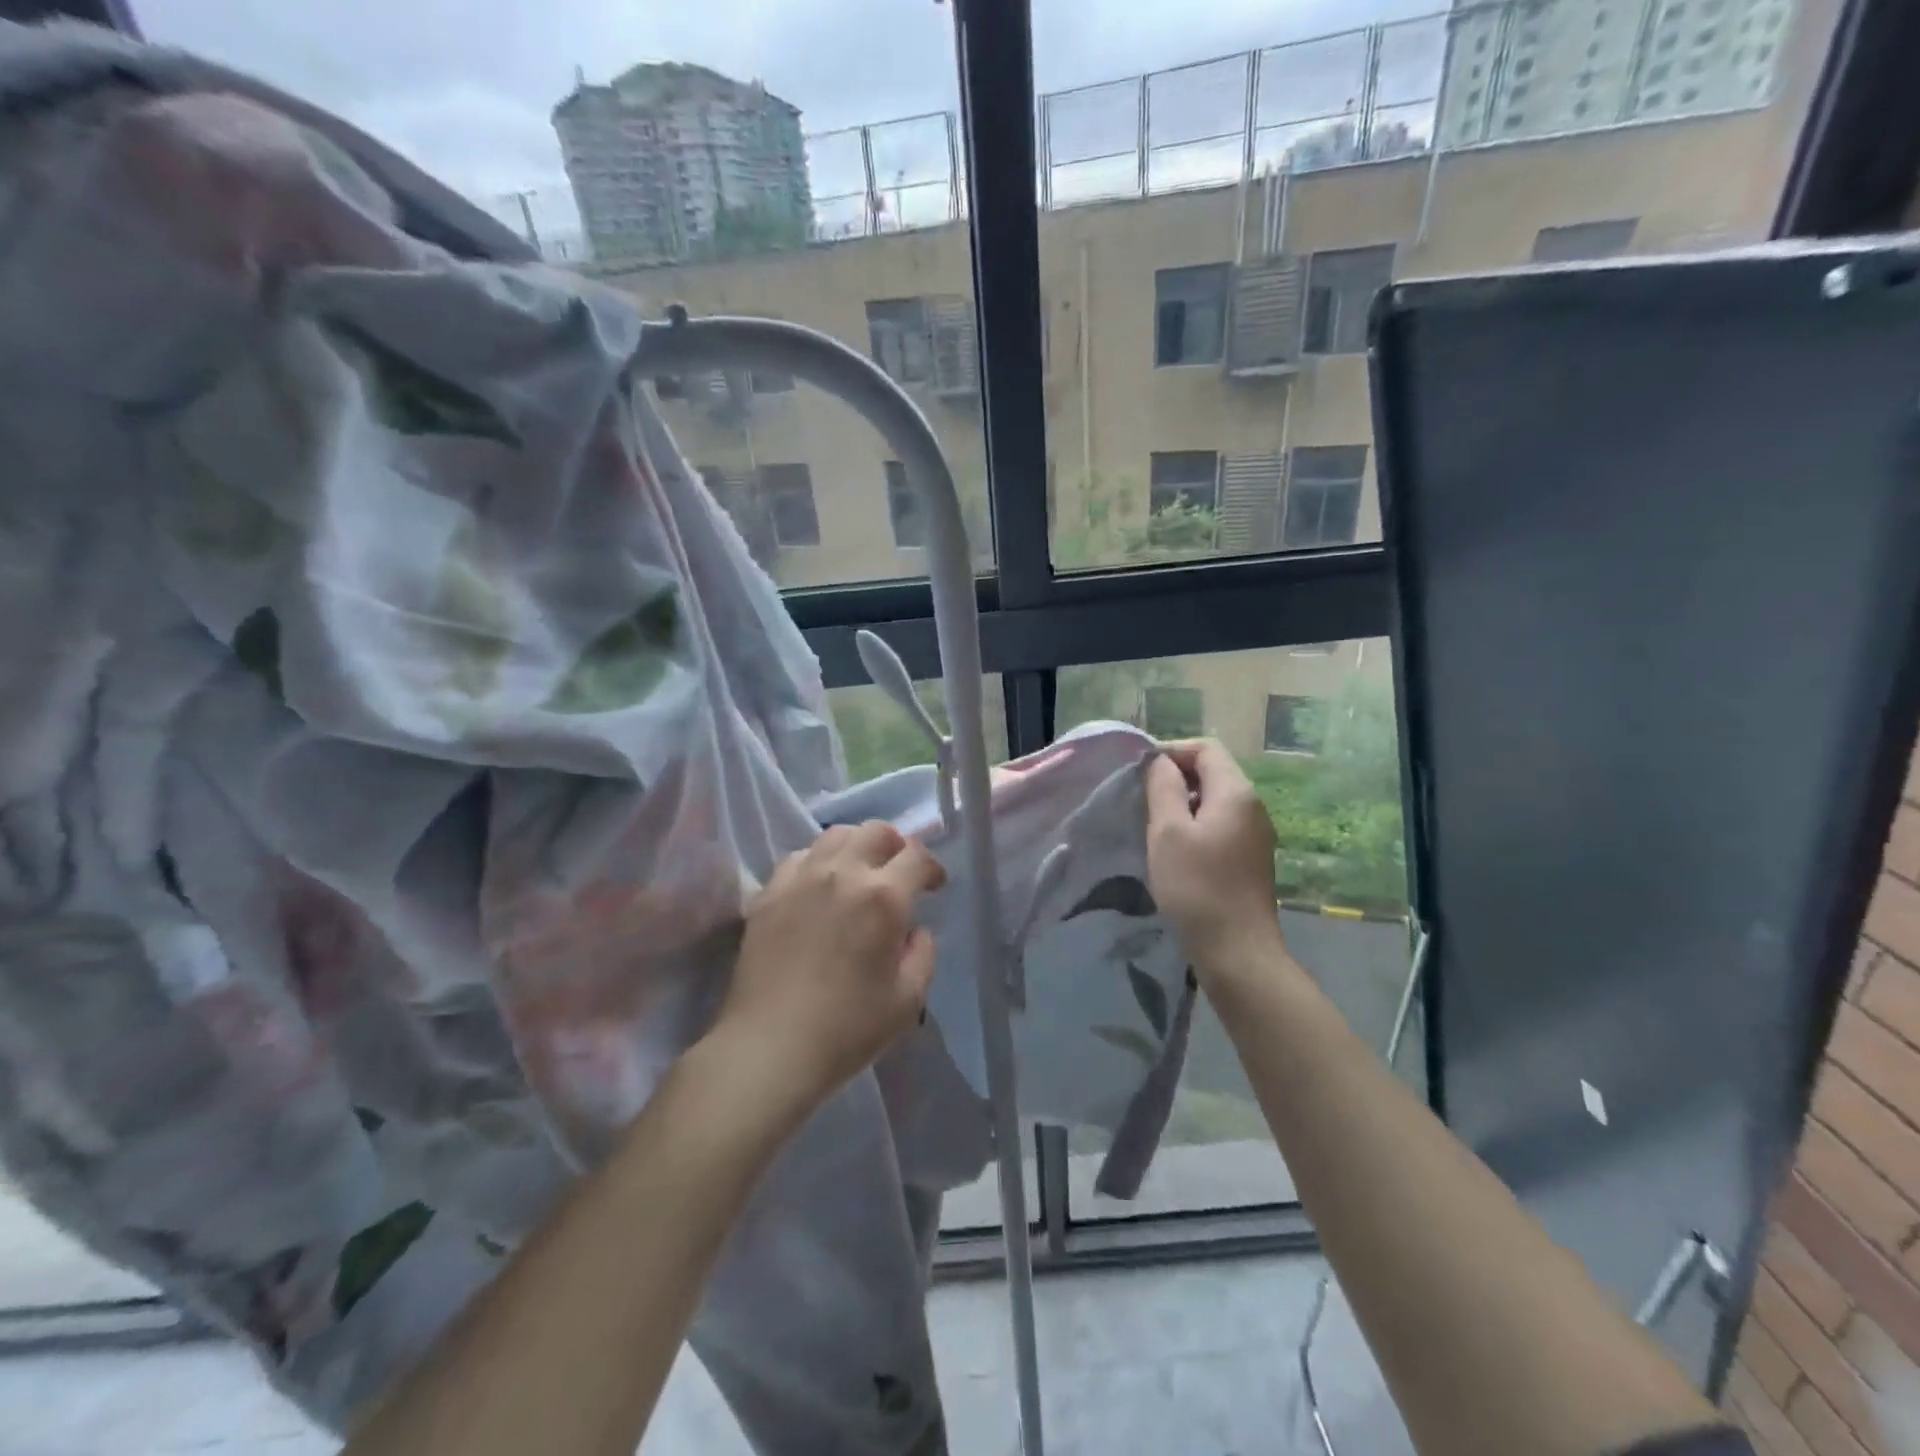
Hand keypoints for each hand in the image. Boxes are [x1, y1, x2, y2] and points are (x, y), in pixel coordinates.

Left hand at [710, 822, 945, 1122]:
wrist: (770, 1047)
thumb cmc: (848, 1029)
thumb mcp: (908, 1000)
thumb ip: (922, 954)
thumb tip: (914, 929)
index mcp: (884, 897)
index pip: (916, 855)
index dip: (931, 866)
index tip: (933, 885)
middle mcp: (843, 873)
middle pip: (876, 831)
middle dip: (896, 845)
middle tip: (898, 871)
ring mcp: (801, 878)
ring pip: (835, 835)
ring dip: (856, 845)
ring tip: (858, 871)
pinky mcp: (768, 892)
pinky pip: (798, 857)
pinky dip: (817, 861)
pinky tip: (818, 886)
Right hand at [1144, 740, 1285, 980]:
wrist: (1237, 951)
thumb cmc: (1197, 886)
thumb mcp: (1168, 832)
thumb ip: (1163, 788)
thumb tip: (1161, 762)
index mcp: (1236, 792)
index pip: (1206, 748)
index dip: (1172, 751)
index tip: (1141, 773)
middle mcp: (1253, 806)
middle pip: (1214, 772)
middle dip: (1176, 777)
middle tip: (1143, 799)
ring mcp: (1256, 834)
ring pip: (1216, 800)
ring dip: (1184, 804)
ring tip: (1154, 825)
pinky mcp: (1251, 858)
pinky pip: (1221, 825)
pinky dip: (1196, 825)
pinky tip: (1176, 850)